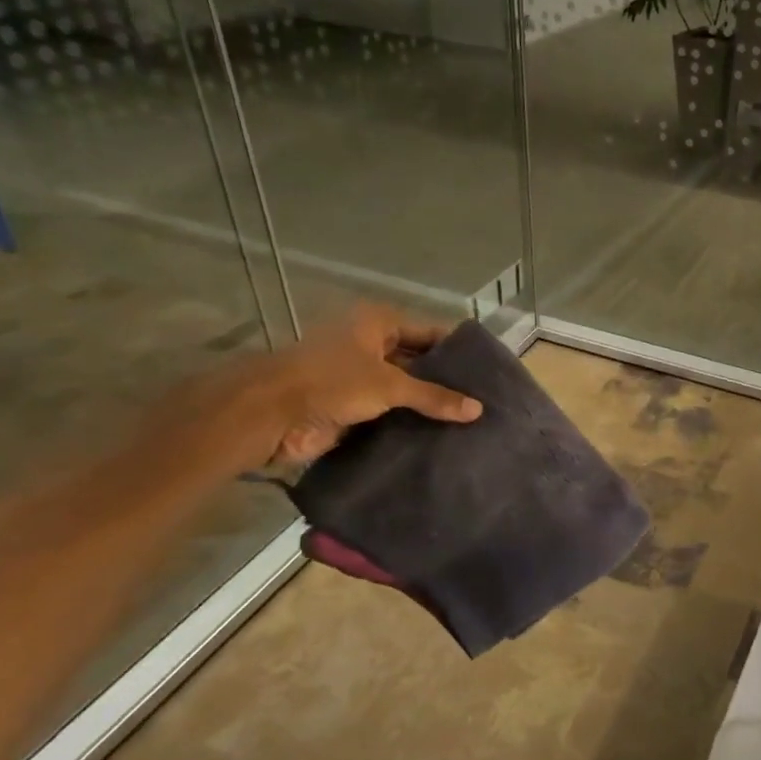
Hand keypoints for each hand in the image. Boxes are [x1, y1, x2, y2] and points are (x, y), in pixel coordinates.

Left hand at [209, 306, 482, 467]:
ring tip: (471, 421)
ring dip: (428, 405)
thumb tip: (478, 410)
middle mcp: (370, 345)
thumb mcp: (389, 384)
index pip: (430, 332)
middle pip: (419, 361)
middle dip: (446, 381)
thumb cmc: (331, 382)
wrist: (270, 415)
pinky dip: (410, 423)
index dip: (458, 350)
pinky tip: (441, 436)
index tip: (489, 370)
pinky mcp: (352, 407)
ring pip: (405, 390)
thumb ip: (434, 397)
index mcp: (377, 323)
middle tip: (485, 400)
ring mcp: (360, 377)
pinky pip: (390, 413)